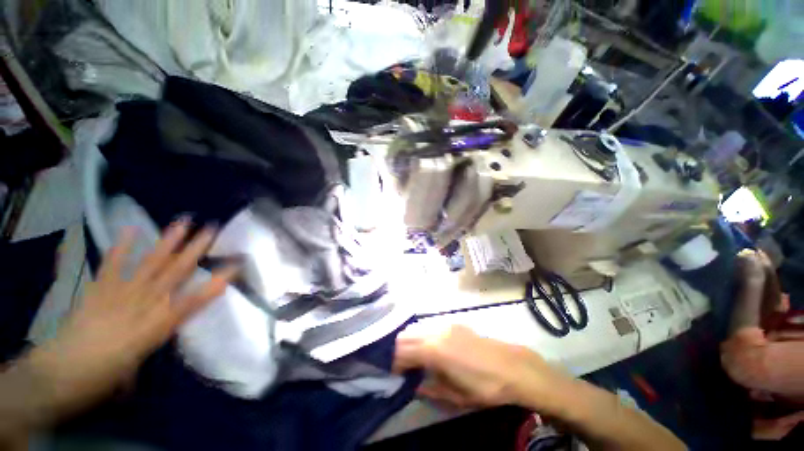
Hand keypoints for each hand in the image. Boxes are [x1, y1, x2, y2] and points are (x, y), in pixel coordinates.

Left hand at [28, 220, 236, 415]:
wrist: (61, 373)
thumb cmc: (105, 376)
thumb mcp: (140, 365)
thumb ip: (157, 340)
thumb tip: (170, 327)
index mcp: (158, 325)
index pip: (195, 301)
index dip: (217, 282)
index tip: (236, 265)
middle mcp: (144, 304)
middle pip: (175, 274)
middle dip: (196, 252)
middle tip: (212, 230)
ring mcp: (121, 293)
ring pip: (150, 264)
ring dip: (167, 242)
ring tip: (183, 222)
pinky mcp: (100, 289)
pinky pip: (112, 265)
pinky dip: (121, 247)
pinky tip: (132, 230)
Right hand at [393, 325, 564, 408]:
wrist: (512, 366)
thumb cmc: (484, 386)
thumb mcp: (456, 396)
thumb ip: (430, 388)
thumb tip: (414, 385)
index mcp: (434, 351)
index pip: (403, 352)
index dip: (395, 363)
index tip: (396, 374)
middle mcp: (436, 332)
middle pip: (406, 335)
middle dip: (399, 350)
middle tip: (404, 366)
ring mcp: (445, 324)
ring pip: (417, 327)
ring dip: (411, 341)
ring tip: (416, 357)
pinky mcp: (454, 323)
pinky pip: (430, 325)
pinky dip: (423, 335)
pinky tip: (431, 347)